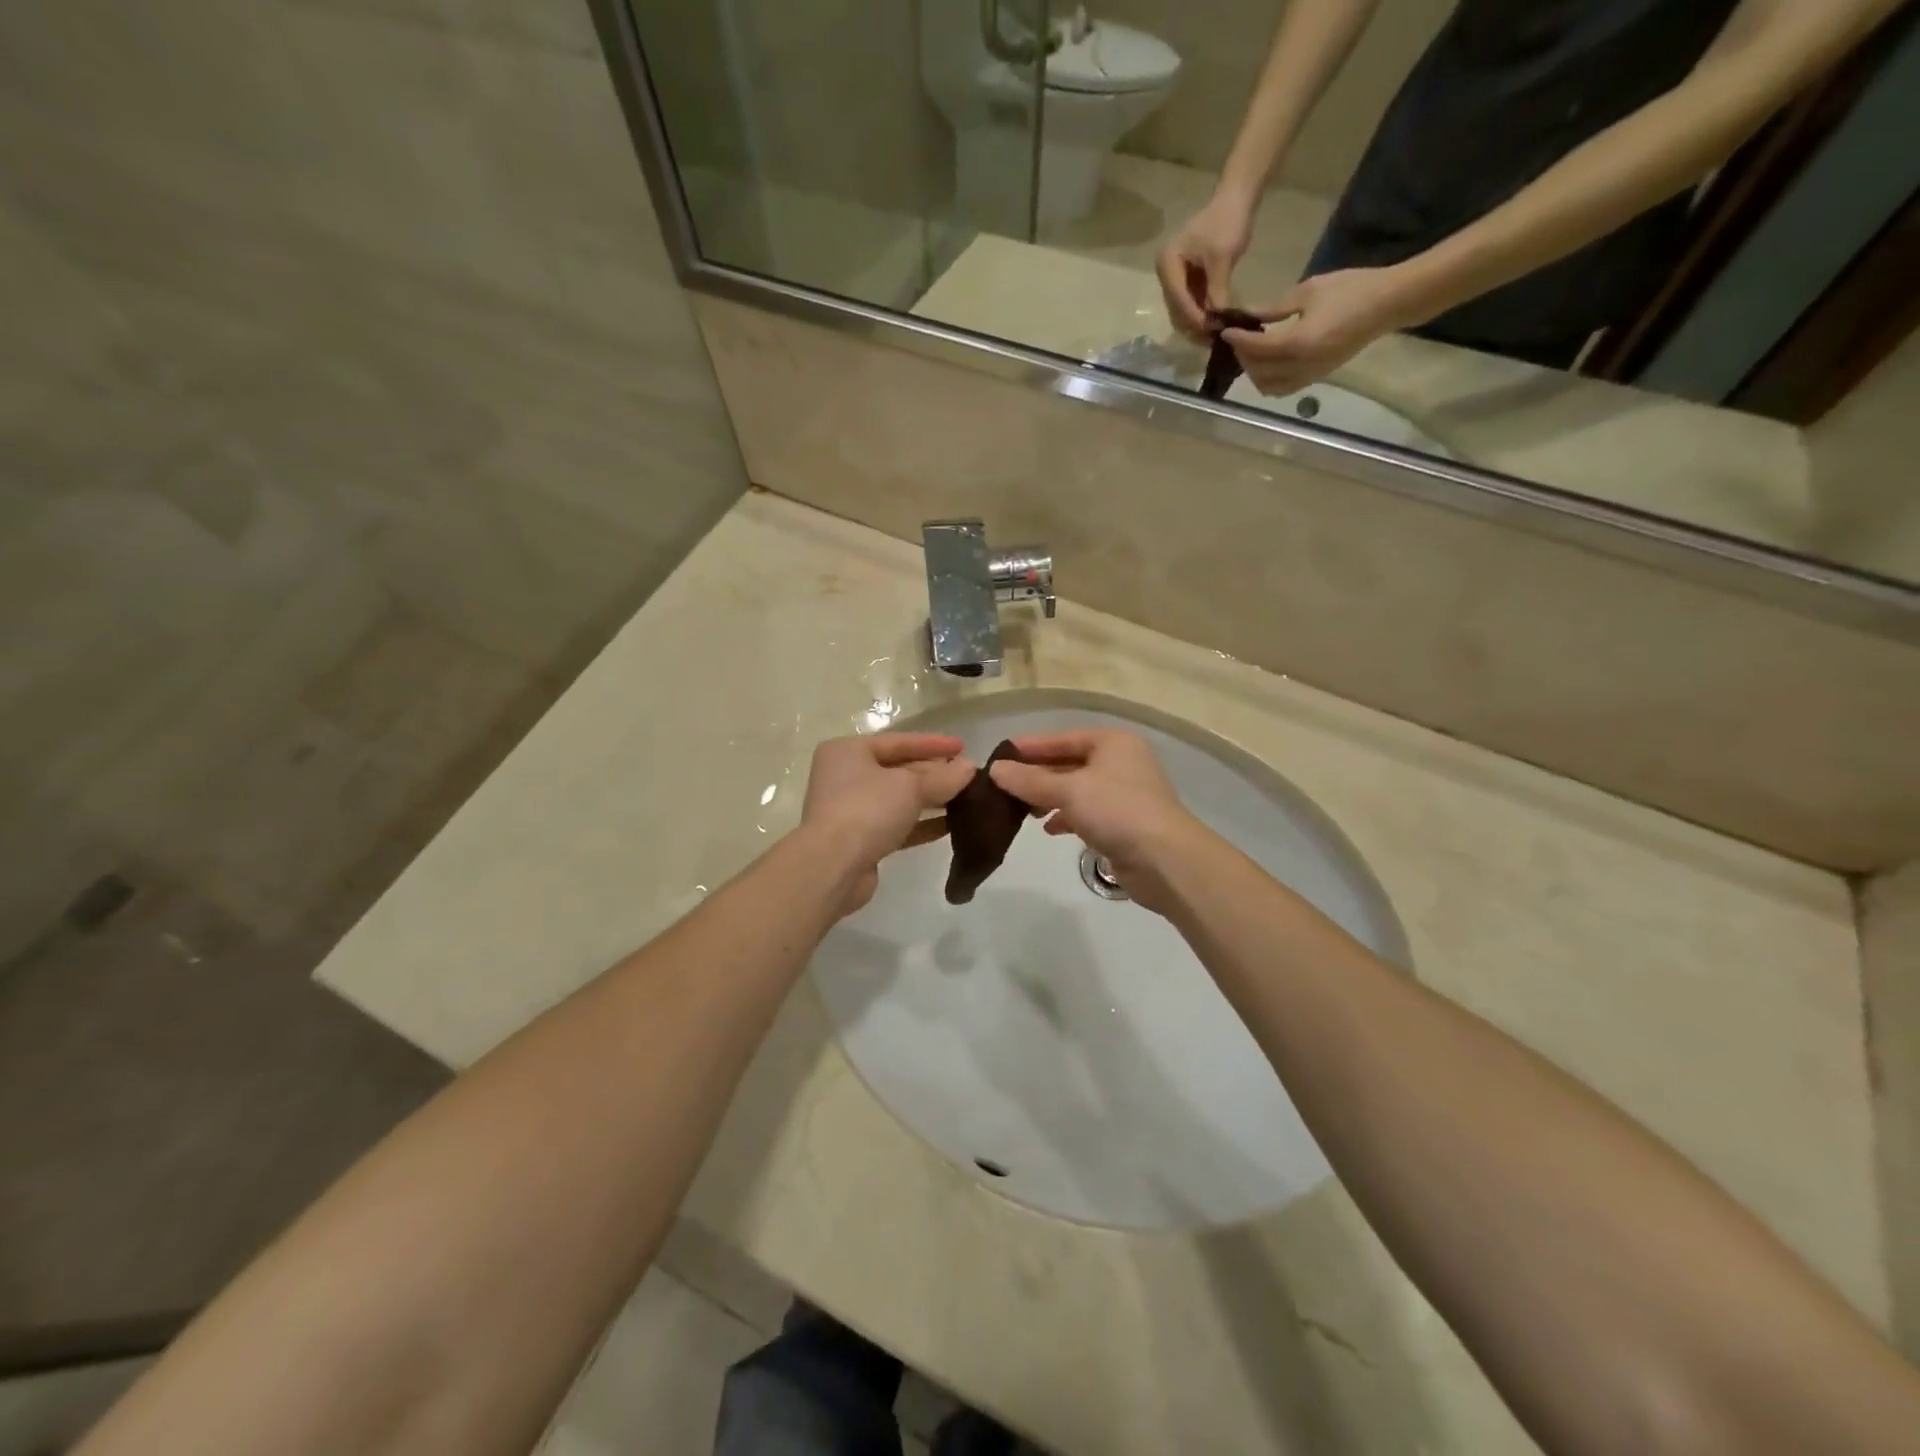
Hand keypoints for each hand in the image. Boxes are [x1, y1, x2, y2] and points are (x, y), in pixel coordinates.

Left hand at [801, 733, 974, 914]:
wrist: (833, 867)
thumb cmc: (867, 810)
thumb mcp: (910, 786)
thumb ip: (943, 777)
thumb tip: (970, 769)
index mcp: (848, 752)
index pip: (898, 741)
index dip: (933, 743)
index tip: (964, 746)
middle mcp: (845, 776)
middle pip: (898, 770)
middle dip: (934, 773)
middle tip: (968, 776)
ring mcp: (850, 810)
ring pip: (898, 799)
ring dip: (930, 799)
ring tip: (966, 800)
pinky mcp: (859, 840)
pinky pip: (895, 825)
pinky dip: (920, 824)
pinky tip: (949, 826)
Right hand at [987, 729, 1207, 915]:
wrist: (1165, 860)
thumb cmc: (1117, 811)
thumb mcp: (1068, 790)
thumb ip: (1029, 780)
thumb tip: (995, 769)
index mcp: (1112, 743)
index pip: (1062, 738)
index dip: (1030, 747)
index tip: (999, 756)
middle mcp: (1120, 762)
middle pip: (1068, 763)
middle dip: (1037, 776)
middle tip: (1003, 786)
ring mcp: (1124, 794)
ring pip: (1076, 789)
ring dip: (1049, 797)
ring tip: (1021, 810)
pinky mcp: (1123, 822)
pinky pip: (1086, 812)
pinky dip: (1066, 817)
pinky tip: (1049, 828)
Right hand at [1156, 192, 1255, 341]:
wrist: (1236, 199)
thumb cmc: (1227, 222)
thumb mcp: (1222, 258)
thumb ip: (1217, 290)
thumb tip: (1217, 321)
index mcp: (1168, 264)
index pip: (1178, 298)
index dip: (1194, 317)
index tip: (1212, 331)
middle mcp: (1166, 273)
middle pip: (1177, 309)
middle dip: (1195, 324)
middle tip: (1214, 339)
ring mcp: (1175, 277)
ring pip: (1183, 310)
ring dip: (1198, 323)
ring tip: (1216, 334)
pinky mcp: (1186, 280)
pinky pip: (1191, 303)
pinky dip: (1203, 313)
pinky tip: (1216, 322)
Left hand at [1223, 266, 1413, 395]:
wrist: (1388, 304)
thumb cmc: (1351, 289)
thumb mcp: (1309, 291)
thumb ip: (1274, 308)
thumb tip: (1247, 315)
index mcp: (1298, 343)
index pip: (1257, 348)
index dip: (1237, 340)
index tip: (1224, 330)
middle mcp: (1300, 366)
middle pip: (1258, 371)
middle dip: (1243, 357)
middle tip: (1237, 339)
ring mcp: (1309, 375)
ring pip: (1268, 386)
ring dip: (1254, 372)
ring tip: (1251, 351)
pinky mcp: (1316, 378)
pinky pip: (1283, 388)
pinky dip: (1268, 381)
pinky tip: (1267, 362)